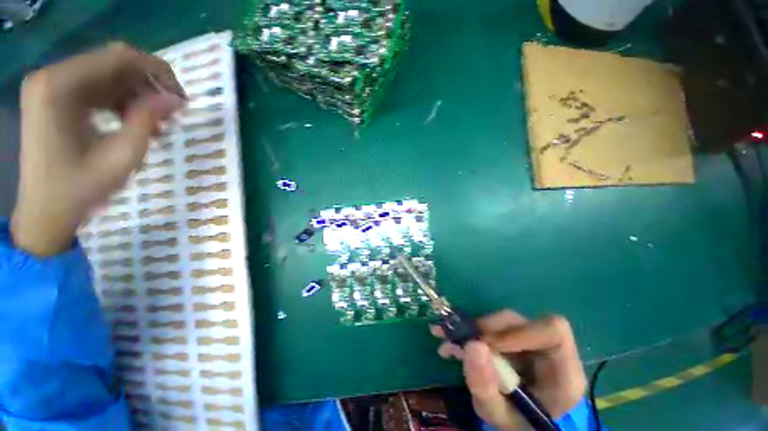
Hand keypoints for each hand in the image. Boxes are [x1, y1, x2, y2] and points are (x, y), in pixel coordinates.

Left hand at [12, 42, 185, 255]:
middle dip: (147, 85)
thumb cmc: (80, 189)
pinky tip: (132, 121)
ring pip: (106, 75)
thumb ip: (147, 120)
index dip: (157, 71)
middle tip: (171, 112)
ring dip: (135, 95)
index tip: (181, 98)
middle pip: (112, 63)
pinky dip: (118, 100)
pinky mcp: (52, 97)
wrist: (44, 211)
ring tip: (155, 123)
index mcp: (61, 86)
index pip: (119, 57)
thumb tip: (176, 100)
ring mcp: (50, 86)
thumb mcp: (122, 156)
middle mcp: (52, 76)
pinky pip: (94, 87)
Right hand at [432, 310, 586, 429]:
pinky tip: (452, 345)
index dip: (518, 332)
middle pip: (520, 322)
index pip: (553, 331)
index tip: (487, 344)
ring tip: (448, 346)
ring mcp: (530, 342)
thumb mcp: (499, 416)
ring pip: (501, 322)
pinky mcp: (513, 339)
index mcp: (563, 373)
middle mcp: (549, 351)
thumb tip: (472, 345)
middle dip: (485, 330)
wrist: (517, 424)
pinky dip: (469, 333)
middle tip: (458, 342)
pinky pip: (491, 328)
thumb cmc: (516, 425)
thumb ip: (486, 387)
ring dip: (472, 331)